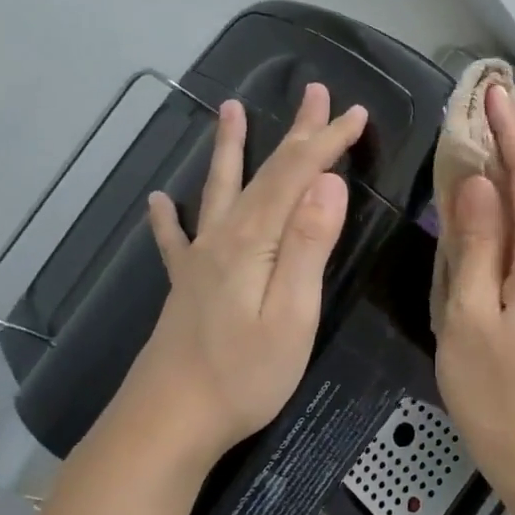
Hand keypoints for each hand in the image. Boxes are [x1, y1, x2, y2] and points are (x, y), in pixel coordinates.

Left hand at [107, 83, 366, 466]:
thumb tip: (328, 183)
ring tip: (229, 109)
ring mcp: (200, 261)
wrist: (167, 423)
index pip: (296, 175)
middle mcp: (224, 237)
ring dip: (230, 148)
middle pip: (264, 172)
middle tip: (315, 91)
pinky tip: (158, 200)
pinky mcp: (186, 287)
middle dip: (295, 132)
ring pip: (219, 190)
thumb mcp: (292, 313)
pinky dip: (168, 216)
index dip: (327, 141)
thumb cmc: (243, 375)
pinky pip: (176, 239)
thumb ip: (309, 245)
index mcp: (255, 241)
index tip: (357, 114)